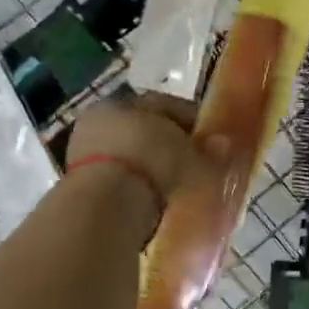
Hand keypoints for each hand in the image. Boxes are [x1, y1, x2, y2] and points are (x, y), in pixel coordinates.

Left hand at [65, 95, 230, 225]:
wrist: (105, 206)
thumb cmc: (151, 162)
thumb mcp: (191, 154)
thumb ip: (210, 150)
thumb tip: (225, 145)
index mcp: (122, 102)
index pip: (166, 106)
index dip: (194, 121)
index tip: (214, 139)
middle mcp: (101, 123)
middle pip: (147, 133)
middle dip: (172, 147)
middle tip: (199, 164)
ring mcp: (86, 156)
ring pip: (133, 159)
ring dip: (155, 171)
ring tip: (181, 188)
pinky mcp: (83, 189)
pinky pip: (123, 184)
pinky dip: (142, 190)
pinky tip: (160, 203)